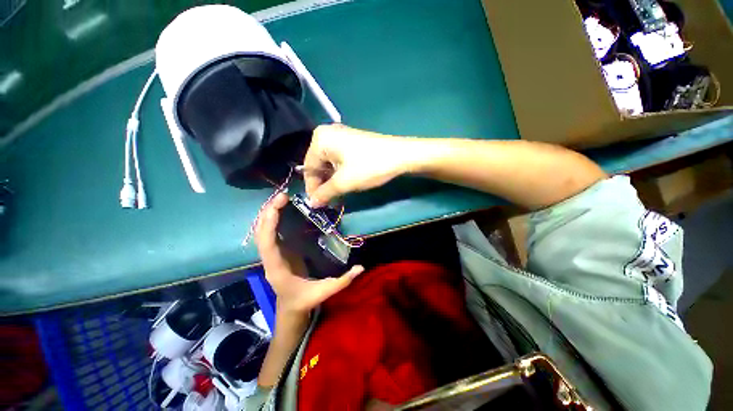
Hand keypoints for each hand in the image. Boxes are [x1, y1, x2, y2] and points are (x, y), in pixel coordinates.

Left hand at [255, 193, 364, 313]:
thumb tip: (361, 267)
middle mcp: (270, 260)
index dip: (269, 225)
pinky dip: (272, 220)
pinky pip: (270, 233)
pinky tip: (281, 209)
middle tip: (282, 196)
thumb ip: (343, 281)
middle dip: (268, 213)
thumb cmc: (304, 301)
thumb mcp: (324, 292)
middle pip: (260, 234)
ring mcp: (272, 255)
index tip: (276, 206)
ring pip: (262, 232)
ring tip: (280, 199)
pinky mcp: (278, 252)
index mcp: (278, 269)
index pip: (267, 245)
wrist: (291, 308)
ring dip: (268, 214)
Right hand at [303, 124, 409, 206]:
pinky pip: (338, 160)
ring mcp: (340, 137)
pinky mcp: (351, 142)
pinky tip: (343, 185)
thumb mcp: (344, 182)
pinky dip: (339, 174)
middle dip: (322, 185)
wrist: (400, 155)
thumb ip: (324, 193)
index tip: (316, 204)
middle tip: (327, 202)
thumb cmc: (368, 166)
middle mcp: (327, 134)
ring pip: (329, 164)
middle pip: (318, 165)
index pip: (308, 168)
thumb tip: (311, 204)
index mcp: (320, 139)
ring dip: (331, 181)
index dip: (312, 188)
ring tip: (335, 197)